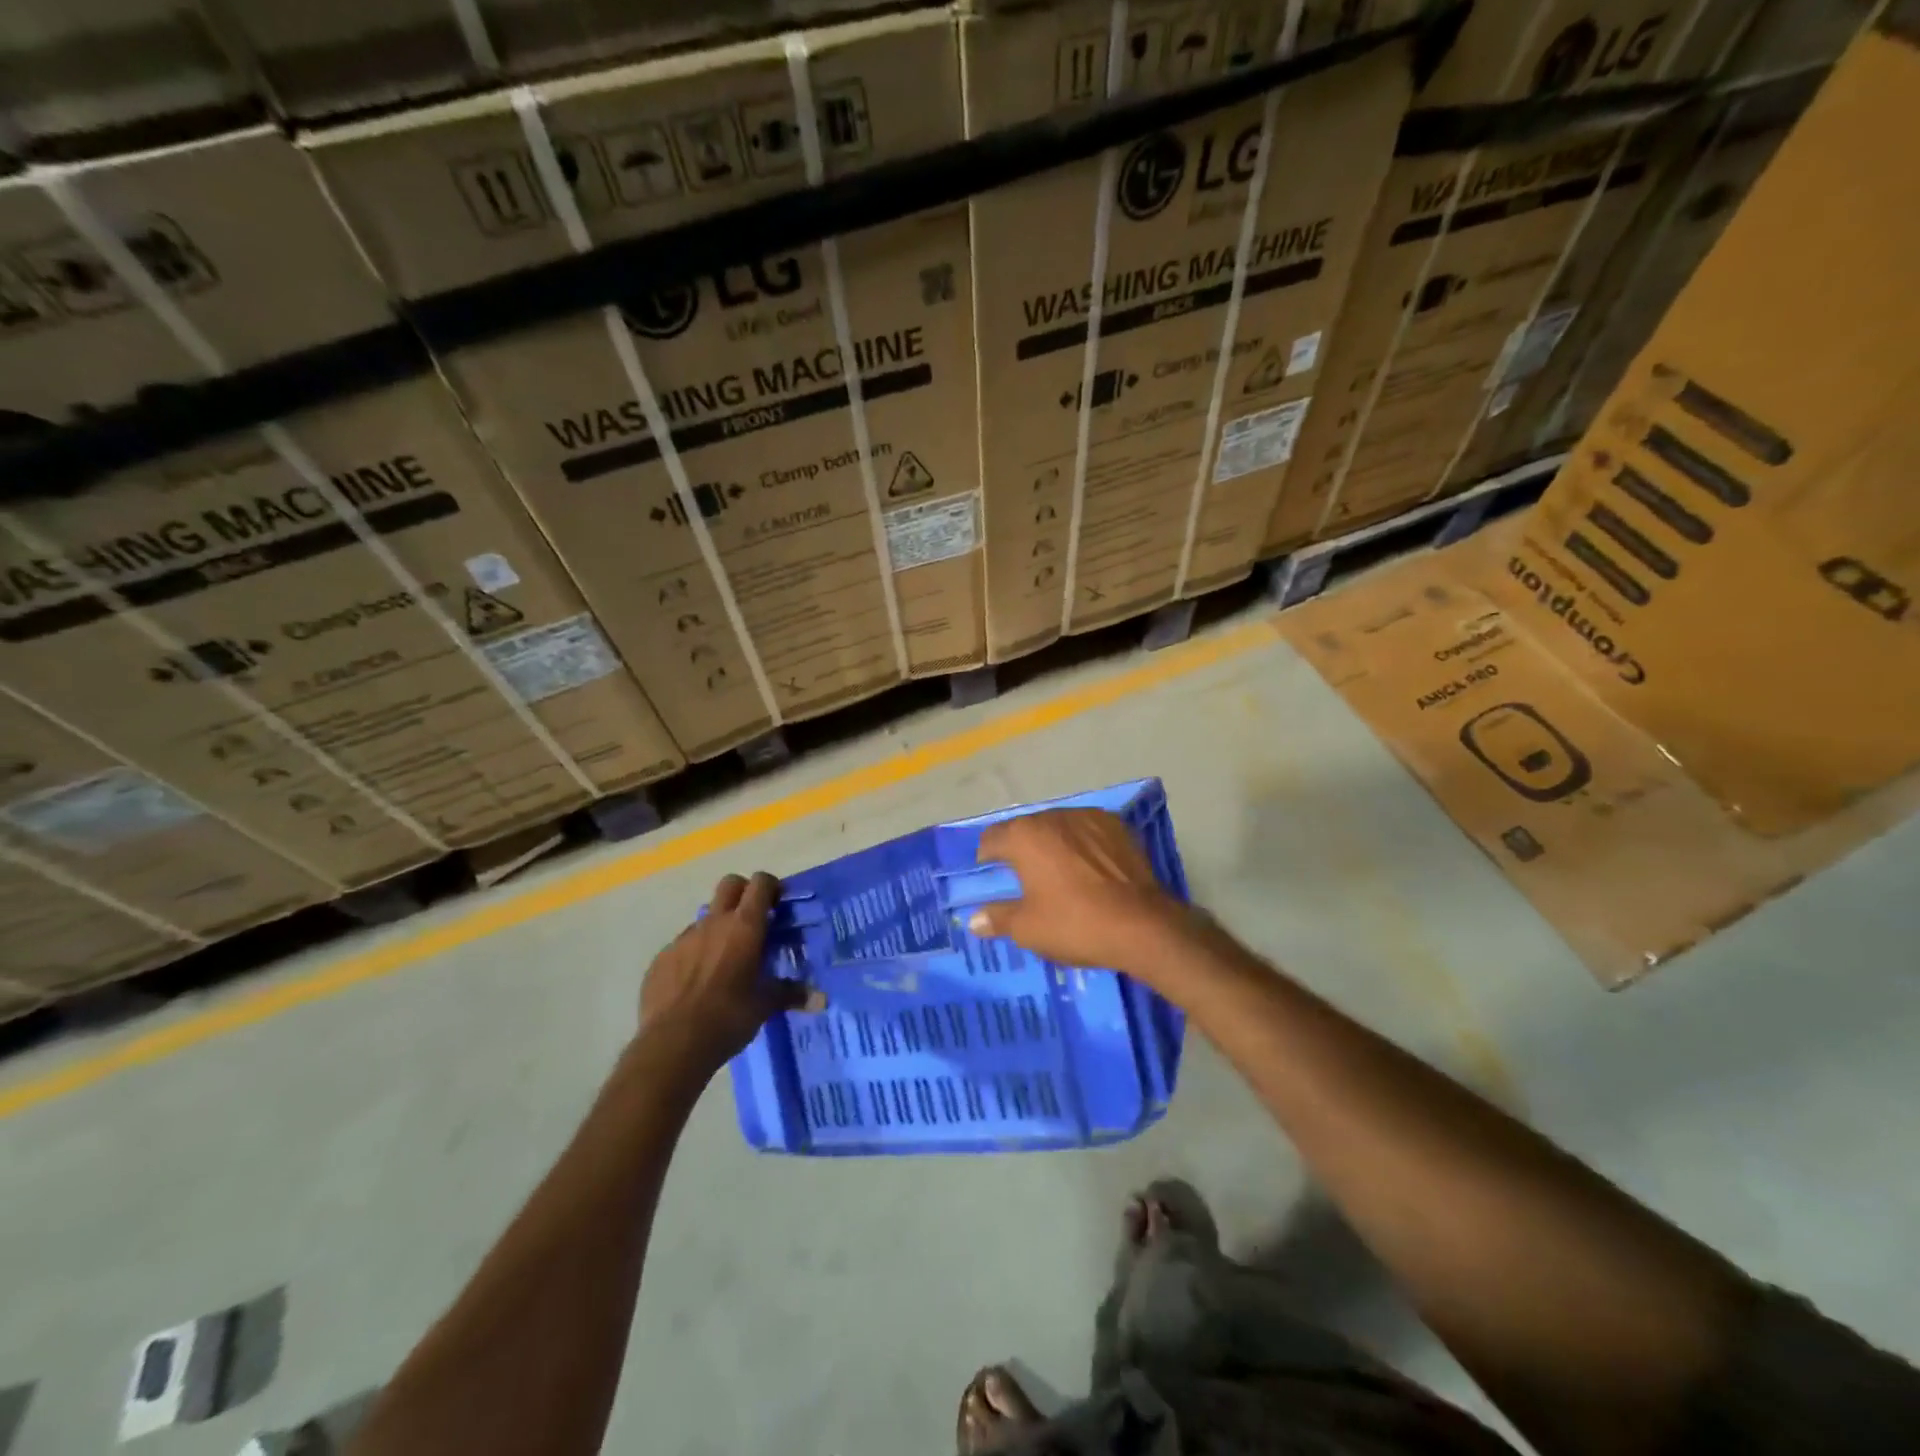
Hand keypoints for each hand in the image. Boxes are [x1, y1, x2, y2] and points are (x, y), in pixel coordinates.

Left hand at [639, 873, 805, 1073]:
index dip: (771, 887)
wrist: (671, 1044)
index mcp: (745, 927)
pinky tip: (697, 983)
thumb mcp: (765, 1006)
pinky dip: (694, 953)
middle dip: (743, 892)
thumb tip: (822, 1000)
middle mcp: (714, 923)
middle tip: (753, 920)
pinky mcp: (662, 957)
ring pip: (706, 916)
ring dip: (719, 927)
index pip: (760, 883)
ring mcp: (684, 938)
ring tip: (725, 959)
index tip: (778, 904)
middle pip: (730, 884)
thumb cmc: (728, 1017)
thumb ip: (791, 994)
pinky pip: (683, 944)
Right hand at [969, 810, 1186, 972]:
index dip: (987, 857)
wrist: (1142, 925)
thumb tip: (974, 919)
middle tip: (1024, 878)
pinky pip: (1088, 831)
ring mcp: (1089, 817)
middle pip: (1026, 829)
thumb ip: (997, 918)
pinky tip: (1090, 868)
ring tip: (1060, 872)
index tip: (991, 876)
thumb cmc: (1075, 924)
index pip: (992, 838)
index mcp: (1025, 836)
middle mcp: (1054, 817)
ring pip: (1059, 827)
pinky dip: (1083, 844)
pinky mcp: (1118, 826)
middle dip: (1021, 849)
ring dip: (1053, 844)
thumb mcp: (1028, 929)